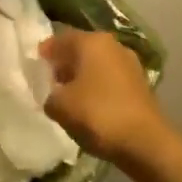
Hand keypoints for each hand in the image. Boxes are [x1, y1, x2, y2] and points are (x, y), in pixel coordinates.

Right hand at [42, 30, 165, 164]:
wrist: (146, 143)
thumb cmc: (98, 114)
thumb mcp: (60, 106)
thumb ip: (49, 95)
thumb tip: (53, 95)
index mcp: (91, 41)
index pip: (61, 39)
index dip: (45, 51)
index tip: (35, 65)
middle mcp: (112, 45)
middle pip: (81, 49)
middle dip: (64, 63)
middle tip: (50, 80)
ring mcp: (130, 63)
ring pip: (97, 64)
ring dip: (82, 76)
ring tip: (69, 95)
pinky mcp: (140, 84)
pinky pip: (110, 78)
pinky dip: (98, 86)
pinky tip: (90, 105)